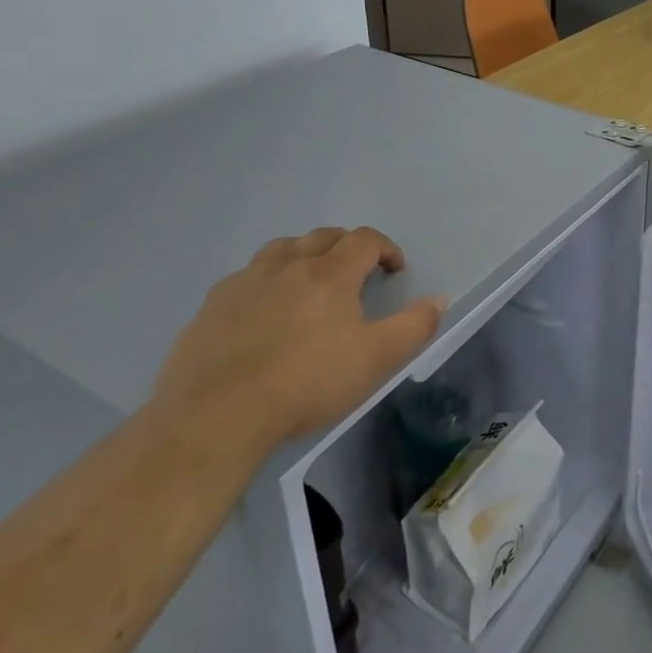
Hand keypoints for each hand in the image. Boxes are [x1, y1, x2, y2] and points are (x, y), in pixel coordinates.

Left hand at [152, 227, 443, 456]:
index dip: (385, 248)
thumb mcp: (377, 359)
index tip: (394, 269)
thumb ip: (414, 326)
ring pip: (281, 249)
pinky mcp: (212, 305)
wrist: (216, 415)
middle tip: (357, 273)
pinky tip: (265, 310)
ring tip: (311, 281)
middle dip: (347, 247)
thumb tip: (439, 298)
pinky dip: (267, 280)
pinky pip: (247, 276)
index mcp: (330, 273)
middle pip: (323, 237)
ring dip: (304, 255)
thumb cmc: (307, 382)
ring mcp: (245, 282)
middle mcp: (288, 265)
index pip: (364, 240)